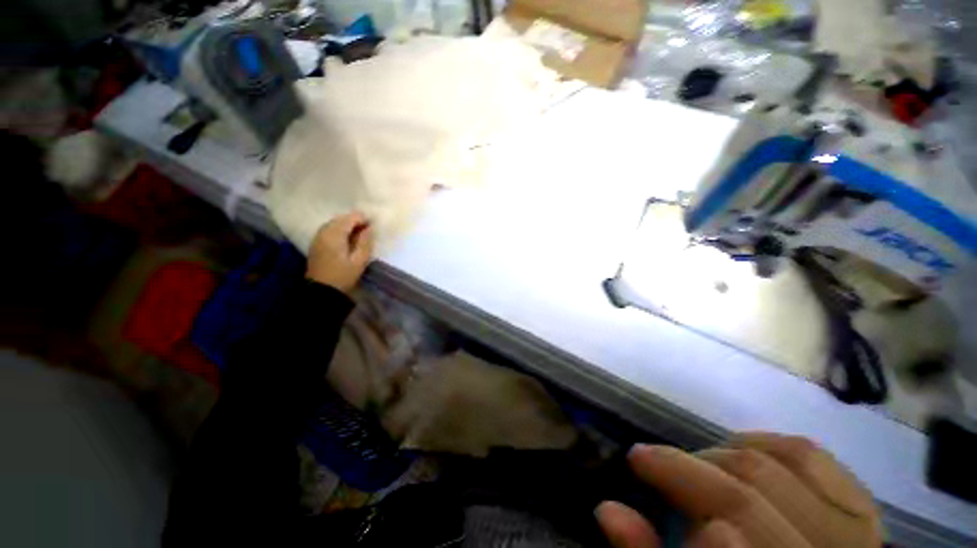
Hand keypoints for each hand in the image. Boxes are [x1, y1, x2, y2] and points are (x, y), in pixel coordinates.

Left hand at [306, 212, 374, 293]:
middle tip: (368, 230)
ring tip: (359, 235)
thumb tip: (369, 228)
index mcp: (334, 235)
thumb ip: (365, 242)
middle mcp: (323, 232)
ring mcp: (317, 237)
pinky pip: (329, 230)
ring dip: (347, 225)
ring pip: (334, 223)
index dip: (363, 219)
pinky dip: (339, 230)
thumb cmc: (343, 276)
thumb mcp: (360, 260)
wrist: (321, 291)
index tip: (373, 226)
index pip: (350, 218)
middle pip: (340, 218)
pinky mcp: (316, 243)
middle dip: (355, 221)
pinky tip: (347, 239)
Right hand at [596, 432, 881, 547]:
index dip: (677, 490)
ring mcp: (856, 535)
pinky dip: (770, 442)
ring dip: (725, 451)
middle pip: (750, 496)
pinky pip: (815, 457)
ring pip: (783, 465)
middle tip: (655, 459)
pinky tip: (742, 448)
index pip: (724, 540)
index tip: (638, 463)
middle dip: (689, 467)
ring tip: (696, 459)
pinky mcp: (865, 513)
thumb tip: (607, 509)